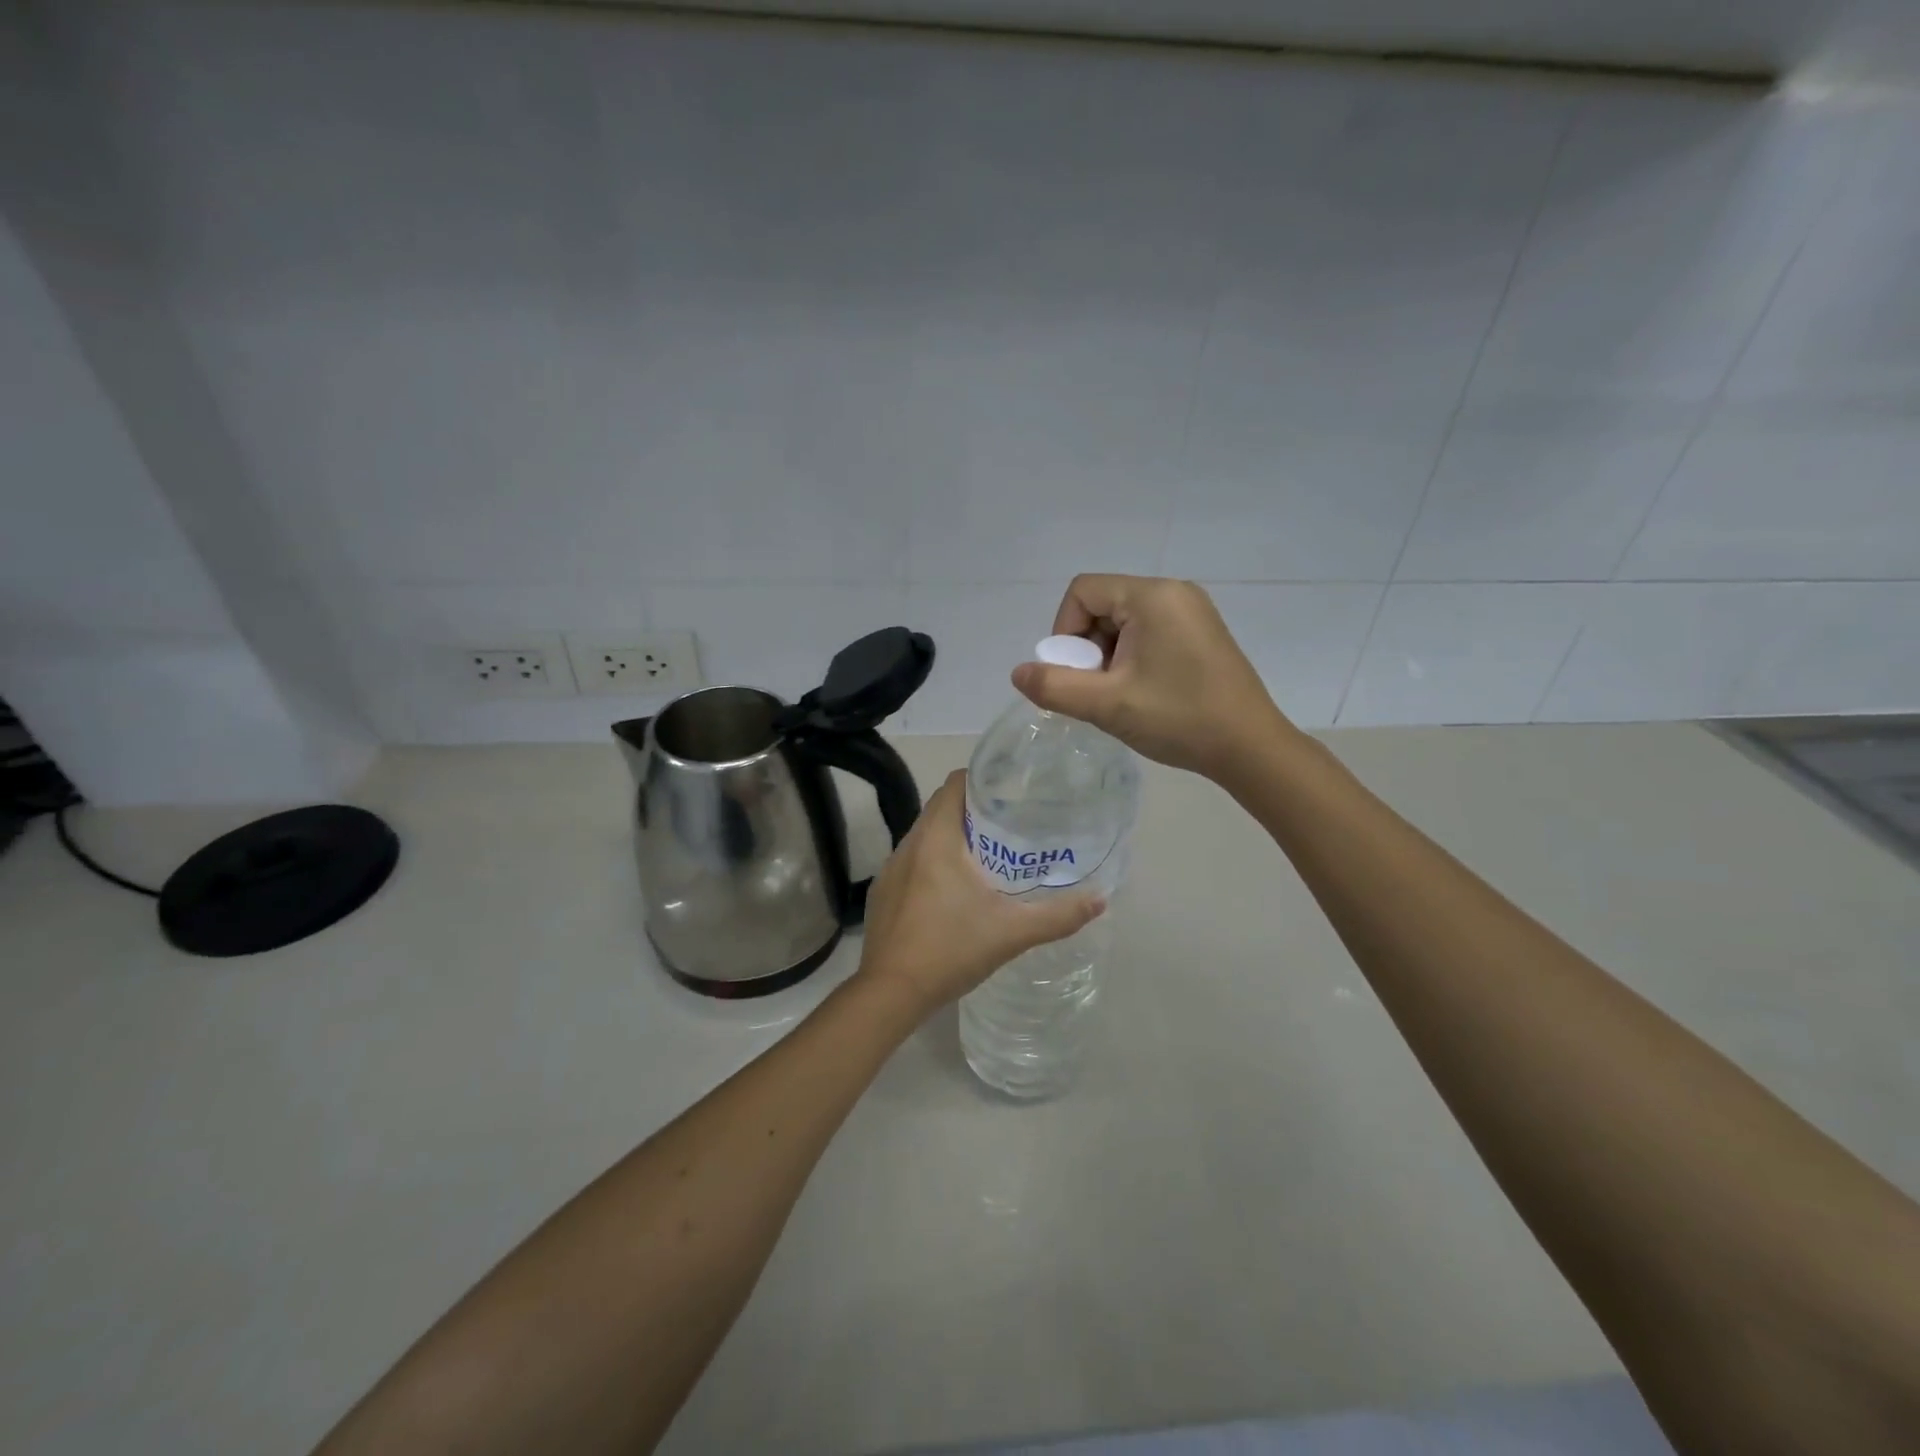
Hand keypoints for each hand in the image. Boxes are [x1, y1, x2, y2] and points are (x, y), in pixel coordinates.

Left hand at [856, 771, 1104, 1015]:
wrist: (890, 994)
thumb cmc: (950, 950)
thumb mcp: (1012, 932)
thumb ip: (1058, 916)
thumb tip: (1100, 900)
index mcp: (935, 839)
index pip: (954, 784)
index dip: (982, 779)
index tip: (1012, 791)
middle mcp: (908, 844)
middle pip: (941, 808)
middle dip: (975, 810)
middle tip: (1012, 824)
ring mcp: (890, 869)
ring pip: (926, 836)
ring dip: (954, 837)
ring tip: (990, 855)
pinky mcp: (883, 893)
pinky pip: (913, 862)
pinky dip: (935, 862)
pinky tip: (955, 890)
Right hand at [1011, 575, 1293, 782]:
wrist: (1250, 748)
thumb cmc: (1178, 718)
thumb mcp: (1107, 705)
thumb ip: (1054, 686)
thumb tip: (1018, 673)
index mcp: (1152, 596)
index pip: (1083, 591)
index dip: (1064, 631)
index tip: (1075, 673)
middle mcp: (1174, 592)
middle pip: (1103, 604)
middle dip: (1088, 647)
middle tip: (1098, 690)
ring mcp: (1192, 611)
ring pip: (1124, 621)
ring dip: (1109, 656)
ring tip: (1121, 696)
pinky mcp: (1202, 632)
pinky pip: (1149, 632)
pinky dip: (1132, 658)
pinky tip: (1143, 693)